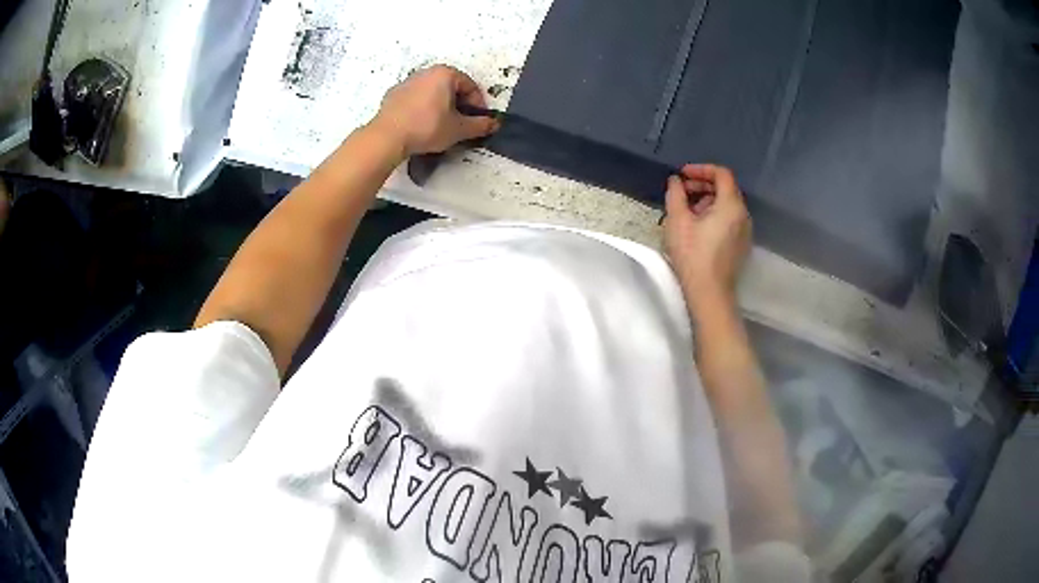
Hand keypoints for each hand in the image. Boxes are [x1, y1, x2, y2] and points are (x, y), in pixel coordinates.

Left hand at [370, 65, 499, 156]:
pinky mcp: (393, 94)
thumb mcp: (459, 129)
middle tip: (461, 123)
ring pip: (432, 92)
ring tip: (441, 126)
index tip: (478, 120)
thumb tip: (494, 124)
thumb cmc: (427, 127)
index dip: (478, 104)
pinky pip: (415, 98)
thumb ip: (480, 125)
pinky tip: (421, 125)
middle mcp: (426, 72)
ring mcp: (407, 82)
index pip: (470, 86)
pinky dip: (422, 108)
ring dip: (441, 105)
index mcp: (445, 74)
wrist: (387, 137)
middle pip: (451, 86)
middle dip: (459, 104)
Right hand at [663, 164, 750, 313]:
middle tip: (681, 192)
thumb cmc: (693, 255)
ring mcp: (745, 231)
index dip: (701, 169)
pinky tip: (697, 227)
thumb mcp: (677, 220)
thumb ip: (676, 194)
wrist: (709, 293)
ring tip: (686, 211)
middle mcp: (743, 214)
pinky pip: (729, 219)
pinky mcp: (741, 245)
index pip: (722, 174)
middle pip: (725, 188)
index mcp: (731, 205)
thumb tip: (676, 181)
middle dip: (702, 185)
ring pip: (727, 205)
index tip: (682, 175)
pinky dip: (714, 214)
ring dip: (707, 200)